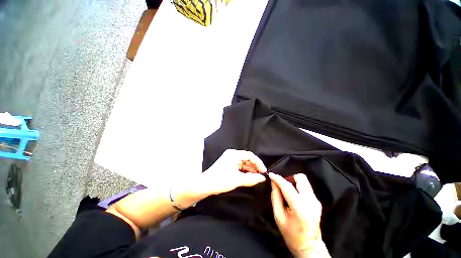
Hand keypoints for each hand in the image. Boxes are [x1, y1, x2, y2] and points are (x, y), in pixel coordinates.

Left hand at [198, 149, 266, 194]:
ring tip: (256, 177)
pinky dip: (244, 170)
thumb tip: (262, 178)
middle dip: (254, 166)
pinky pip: (238, 165)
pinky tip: (248, 176)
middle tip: (260, 175)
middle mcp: (232, 154)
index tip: (264, 171)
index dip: (258, 163)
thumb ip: (252, 178)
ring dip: (249, 169)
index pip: (250, 155)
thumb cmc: (221, 180)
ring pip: (243, 162)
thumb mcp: (238, 180)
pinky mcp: (227, 164)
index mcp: (234, 154)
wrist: (204, 185)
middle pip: (247, 158)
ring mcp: (229, 159)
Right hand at [269, 173, 324, 256]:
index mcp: (300, 207)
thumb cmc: (291, 233)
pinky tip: (292, 194)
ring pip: (304, 181)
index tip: (271, 175)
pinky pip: (306, 187)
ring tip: (286, 189)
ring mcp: (316, 201)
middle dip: (289, 177)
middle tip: (281, 184)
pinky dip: (297, 186)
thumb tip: (274, 182)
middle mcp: (310, 201)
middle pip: (300, 178)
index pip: (287, 186)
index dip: (278, 178)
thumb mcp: (278, 215)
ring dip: (293, 181)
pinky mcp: (317, 201)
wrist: (308, 246)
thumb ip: (275, 196)